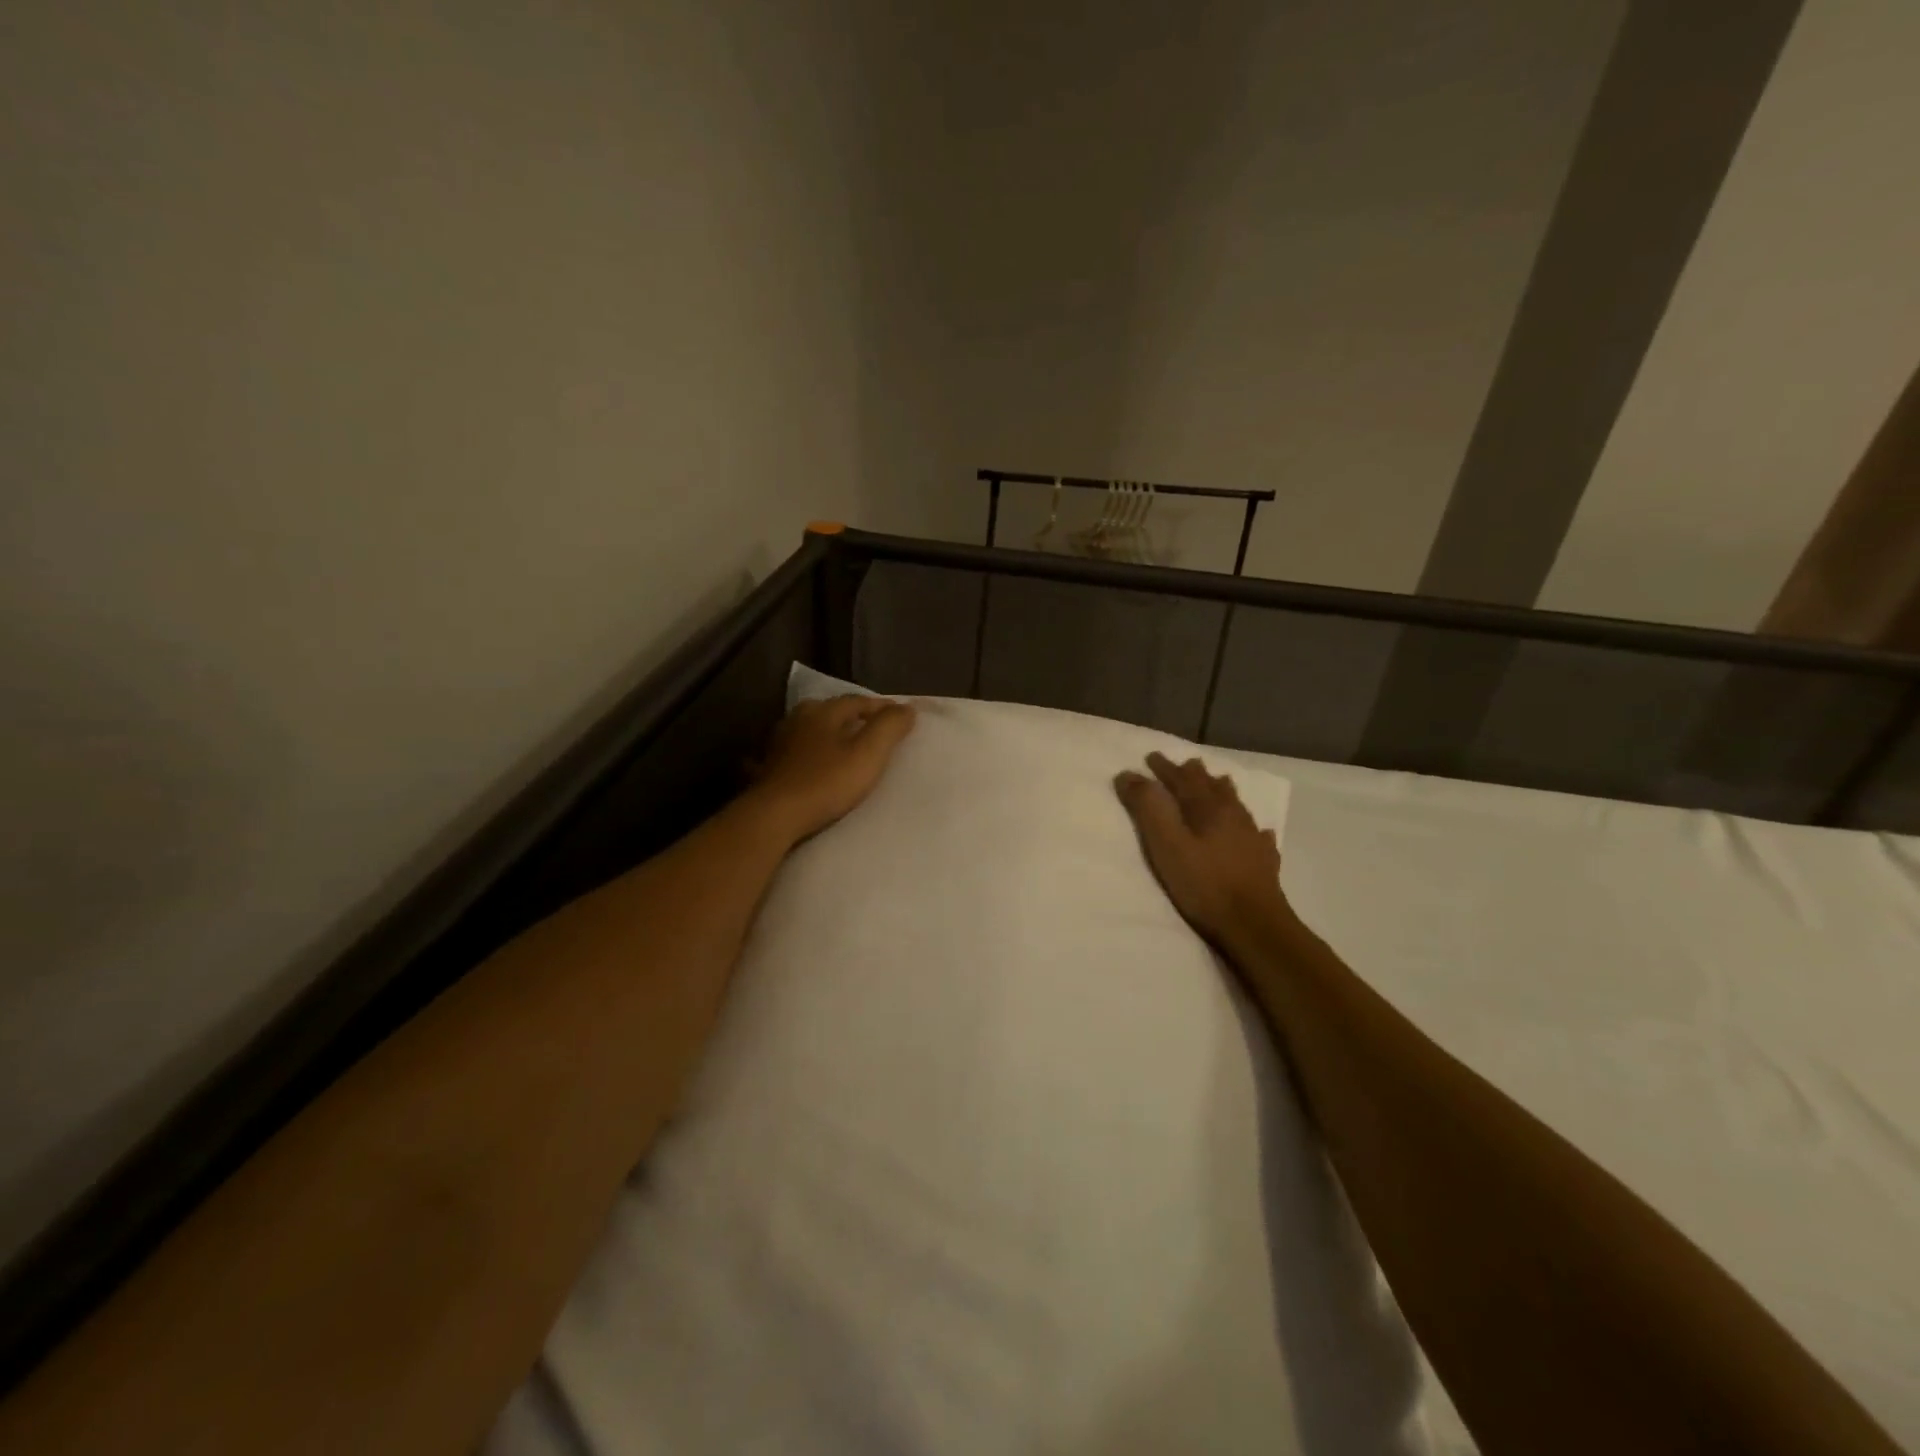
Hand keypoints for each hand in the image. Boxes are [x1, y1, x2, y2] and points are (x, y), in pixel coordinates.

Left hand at [750, 694, 917, 840]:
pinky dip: (804, 754)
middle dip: (851, 717)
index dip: (881, 707)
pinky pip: (791, 754)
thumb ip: (889, 728)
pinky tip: (805, 763)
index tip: (901, 716)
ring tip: (842, 746)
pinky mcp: (768, 768)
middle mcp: (797, 720)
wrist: (775, 815)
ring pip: (808, 731)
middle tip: (871, 729)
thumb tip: (906, 708)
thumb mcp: (868, 754)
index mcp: (823, 712)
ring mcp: (778, 744)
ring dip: (826, 734)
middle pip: (830, 711)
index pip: (857, 701)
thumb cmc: (826, 782)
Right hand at [1114, 752, 1289, 950]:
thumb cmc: (1204, 884)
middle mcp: (1232, 816)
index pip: (1183, 780)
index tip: (1150, 756)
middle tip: (1186, 764)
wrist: (1254, 925)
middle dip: (1195, 775)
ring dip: (1223, 792)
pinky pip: (1259, 836)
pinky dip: (1253, 828)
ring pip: (1236, 806)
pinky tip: (1259, 832)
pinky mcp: (1264, 863)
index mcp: (1207, 809)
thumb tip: (1128, 774)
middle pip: (1212, 788)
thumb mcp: (1166, 845)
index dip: (1165, 768)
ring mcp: (1252, 839)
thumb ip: (1148, 808)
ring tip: (1220, 783)